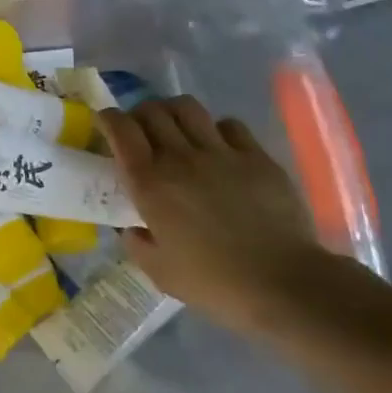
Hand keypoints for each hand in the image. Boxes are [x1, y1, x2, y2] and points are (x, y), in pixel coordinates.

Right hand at [99, 96, 324, 322]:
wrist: (285, 284)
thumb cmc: (215, 282)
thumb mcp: (160, 272)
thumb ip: (137, 244)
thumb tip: (133, 228)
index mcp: (150, 183)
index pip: (121, 129)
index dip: (108, 119)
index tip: (106, 124)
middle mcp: (180, 157)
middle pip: (152, 111)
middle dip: (139, 114)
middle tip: (141, 131)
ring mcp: (221, 153)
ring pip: (188, 108)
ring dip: (174, 113)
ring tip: (176, 129)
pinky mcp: (256, 157)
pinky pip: (229, 125)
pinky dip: (216, 129)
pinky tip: (219, 147)